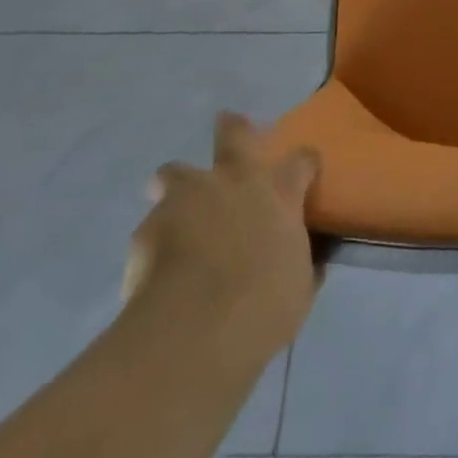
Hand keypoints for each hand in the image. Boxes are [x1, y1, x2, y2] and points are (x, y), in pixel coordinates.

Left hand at [123, 113, 321, 357]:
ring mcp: (188, 197)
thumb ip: (301, 264)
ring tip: (177, 214)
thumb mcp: (299, 286)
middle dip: (231, 128)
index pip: (302, 160)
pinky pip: (151, 227)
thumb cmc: (263, 304)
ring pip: (174, 172)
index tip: (304, 174)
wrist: (195, 328)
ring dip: (177, 187)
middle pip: (234, 134)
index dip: (304, 165)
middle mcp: (235, 182)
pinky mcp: (147, 226)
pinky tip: (157, 271)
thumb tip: (311, 262)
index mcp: (278, 192)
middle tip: (227, 132)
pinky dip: (155, 243)